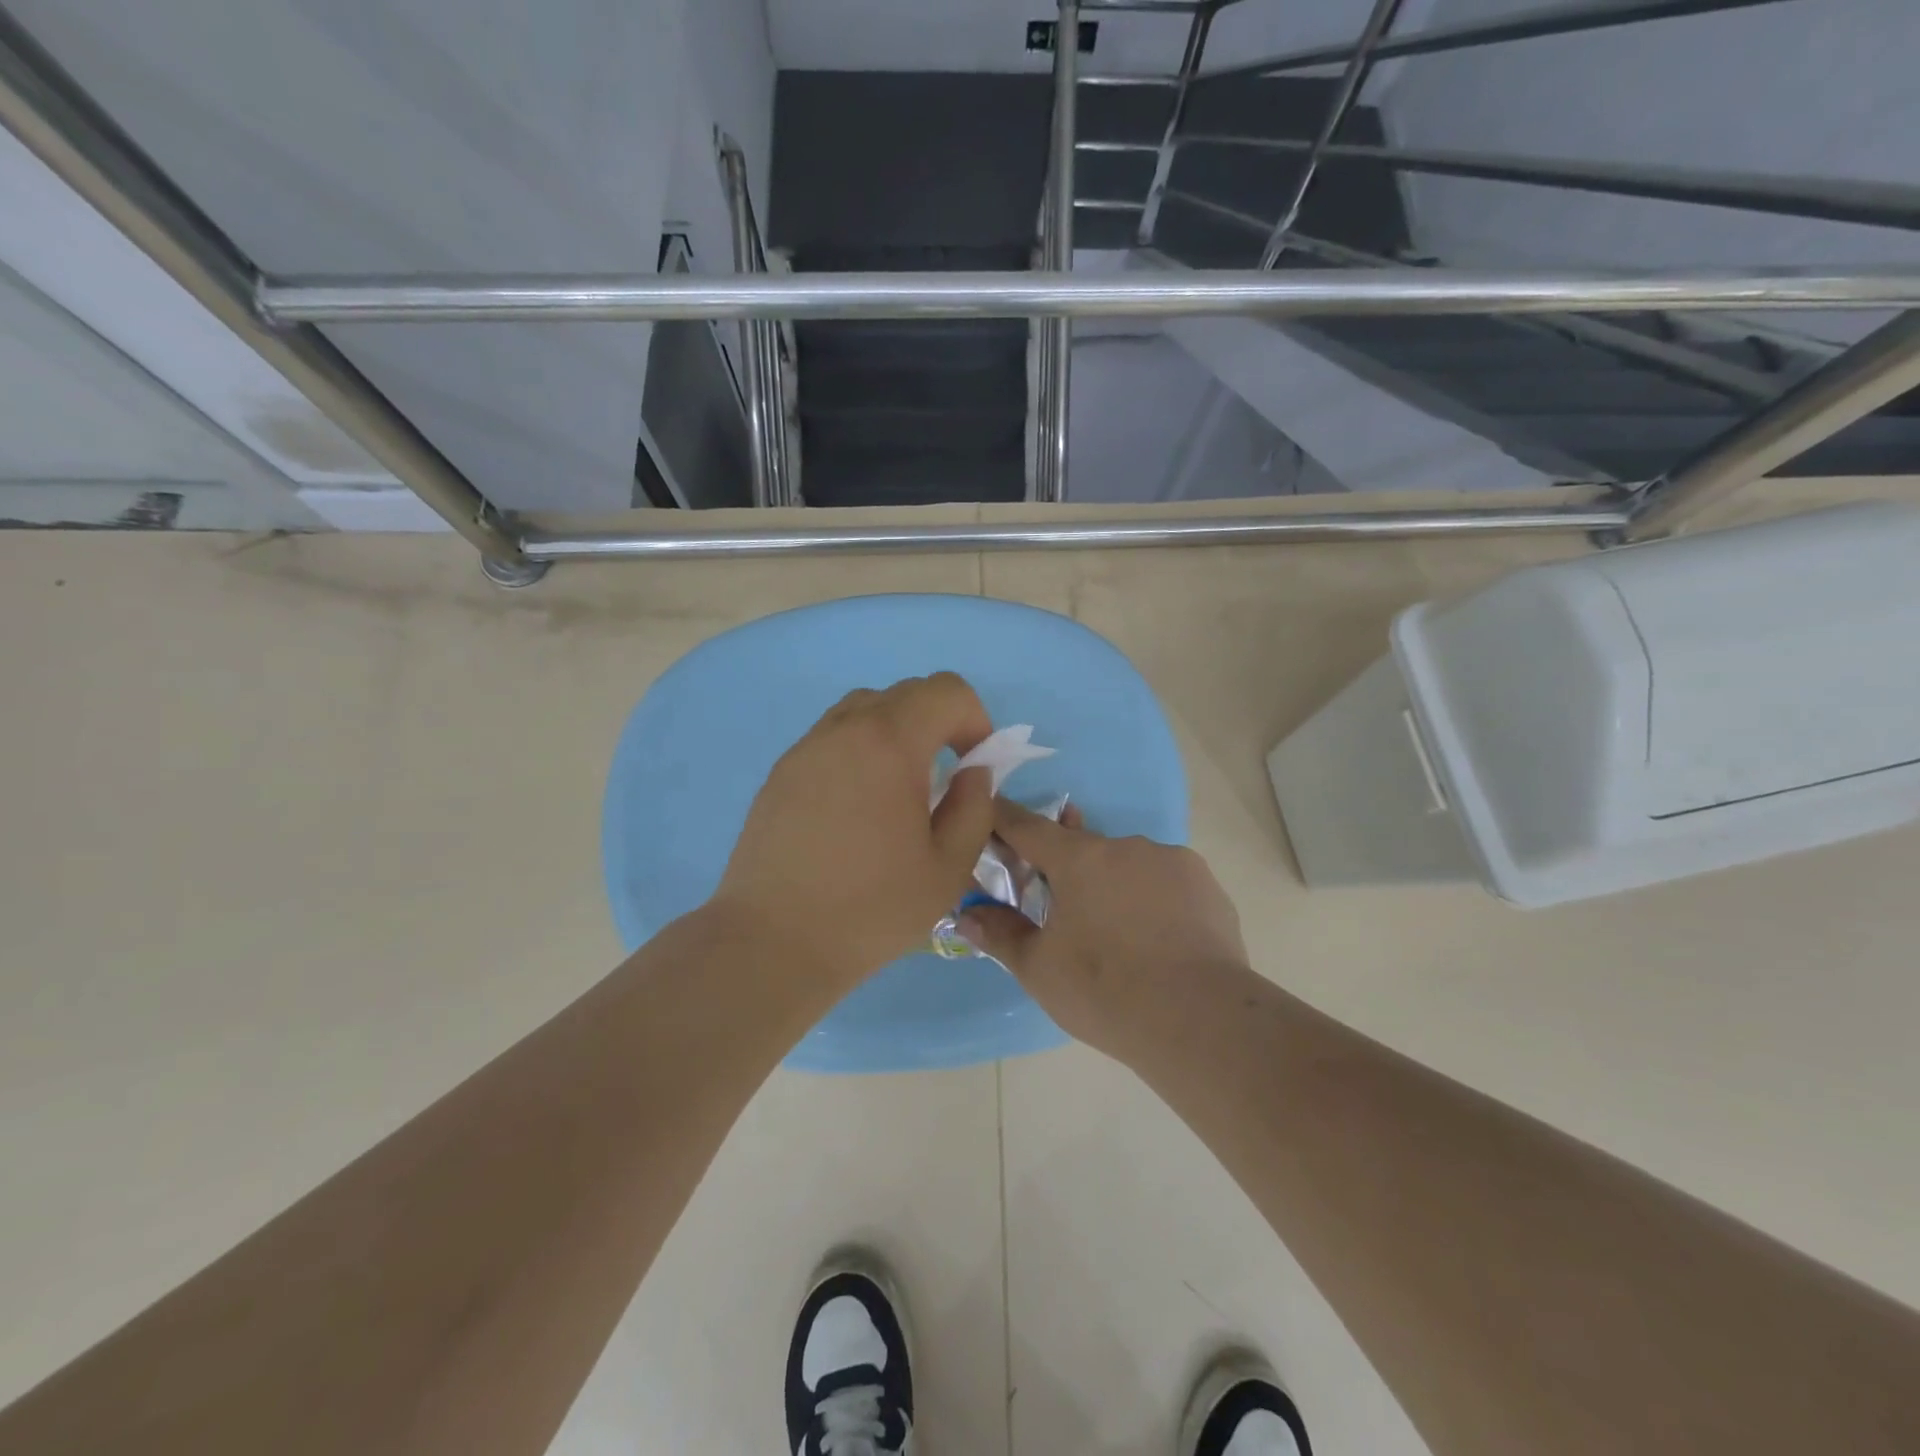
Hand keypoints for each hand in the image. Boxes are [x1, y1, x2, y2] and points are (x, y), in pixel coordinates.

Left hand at [713, 673, 995, 988]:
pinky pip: (832, 738)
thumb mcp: (949, 867)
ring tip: (899, 789)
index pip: (946, 691)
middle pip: (905, 693)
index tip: (973, 765)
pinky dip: (859, 751)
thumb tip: (972, 773)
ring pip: (864, 710)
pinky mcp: (781, 772)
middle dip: (939, 723)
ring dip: (896, 733)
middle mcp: (844, 730)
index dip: (975, 719)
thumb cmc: (870, 909)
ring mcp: (806, 748)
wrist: (772, 941)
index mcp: (890, 743)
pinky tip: (857, 807)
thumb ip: (974, 808)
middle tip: (943, 779)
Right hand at [958, 801, 1248, 1064]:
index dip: (1004, 819)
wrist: (1201, 1020)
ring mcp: (1171, 860)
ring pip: (1127, 865)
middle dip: (1065, 869)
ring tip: (1118, 935)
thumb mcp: (1039, 969)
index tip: (990, 811)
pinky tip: (1158, 939)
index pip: (1028, 826)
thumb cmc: (1106, 991)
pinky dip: (1152, 900)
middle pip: (1082, 848)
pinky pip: (1165, 882)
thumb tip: (966, 915)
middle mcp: (1125, 846)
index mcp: (1079, 858)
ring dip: (1113, 886)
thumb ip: (1000, 934)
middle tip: (1061, 909)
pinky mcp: (1206, 884)